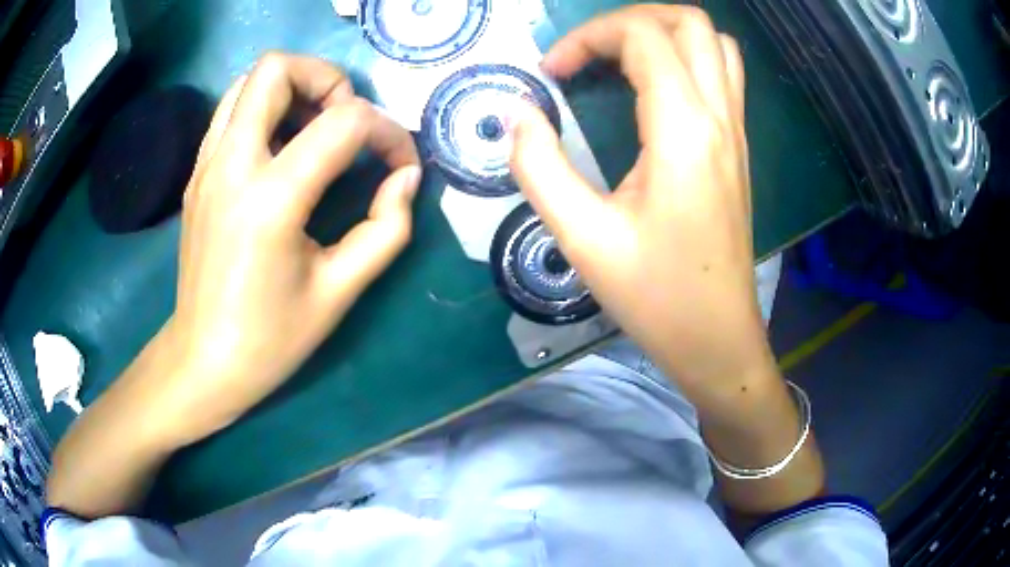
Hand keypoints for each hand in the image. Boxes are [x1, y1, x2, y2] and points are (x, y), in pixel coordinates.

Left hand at [164, 54, 420, 439]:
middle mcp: (231, 166)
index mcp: (270, 200)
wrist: (202, 362)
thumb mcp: (340, 292)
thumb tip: (405, 178)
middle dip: (327, 79)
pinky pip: (232, 112)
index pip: (344, 124)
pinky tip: (282, 150)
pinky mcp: (197, 175)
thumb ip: (386, 228)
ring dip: (292, 89)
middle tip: (347, 121)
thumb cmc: (270, 340)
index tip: (399, 166)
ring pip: (248, 82)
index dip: (388, 134)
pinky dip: (265, 111)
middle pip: (276, 69)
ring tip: (315, 130)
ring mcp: (206, 166)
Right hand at [511, 6, 767, 389]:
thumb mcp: (583, 238)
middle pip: (687, 22)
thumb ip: (540, 167)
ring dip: (663, 32)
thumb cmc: (656, 297)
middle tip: (588, 50)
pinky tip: (653, 86)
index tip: (552, 74)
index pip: (642, 37)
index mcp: (683, 131)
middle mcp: (719, 117)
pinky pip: (723, 73)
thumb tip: (519, 115)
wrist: (718, 338)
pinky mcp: (738, 147)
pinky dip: (686, 57)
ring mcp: (736, 130)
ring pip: (713, 42)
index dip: (586, 38)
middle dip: (629, 19)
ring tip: (620, 56)